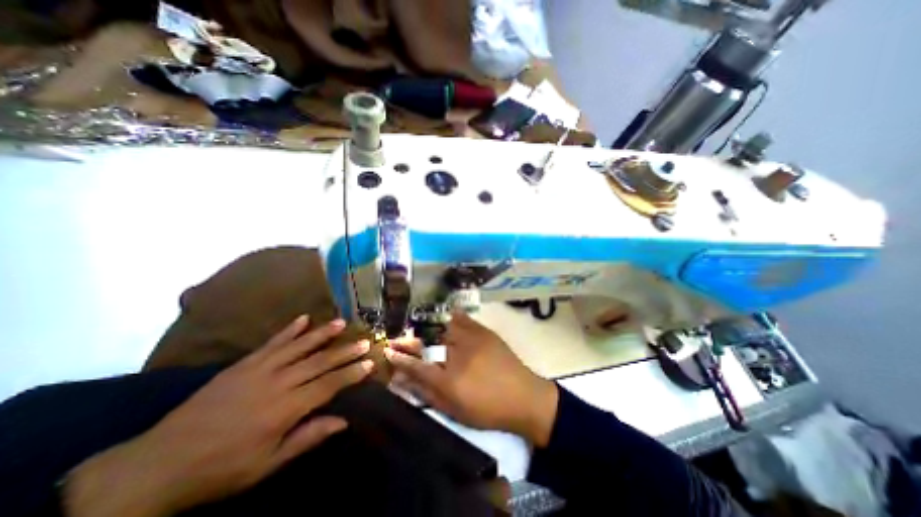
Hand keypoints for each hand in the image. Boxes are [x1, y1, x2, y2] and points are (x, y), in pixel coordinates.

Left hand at [62, 316, 374, 516]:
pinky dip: (288, 330)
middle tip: (365, 340)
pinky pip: (271, 343)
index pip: (328, 385)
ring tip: (341, 322)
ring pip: (299, 346)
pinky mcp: (243, 364)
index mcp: (285, 409)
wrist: (157, 465)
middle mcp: (277, 383)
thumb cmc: (219, 470)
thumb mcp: (266, 465)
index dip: (351, 373)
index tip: (369, 363)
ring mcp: (259, 369)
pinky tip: (303, 318)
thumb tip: (343, 421)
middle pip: (319, 362)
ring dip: (322, 334)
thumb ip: (307, 438)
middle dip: (345, 351)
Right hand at [384, 310, 557, 447]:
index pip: (416, 366)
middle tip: (402, 337)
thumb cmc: (487, 409)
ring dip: (429, 326)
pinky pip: (464, 318)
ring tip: (421, 326)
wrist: (524, 397)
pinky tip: (447, 315)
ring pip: (443, 326)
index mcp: (449, 380)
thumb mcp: (454, 409)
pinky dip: (452, 315)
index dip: (399, 358)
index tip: (388, 350)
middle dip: (410, 339)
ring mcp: (472, 340)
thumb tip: (404, 381)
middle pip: (427, 342)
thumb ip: (427, 393)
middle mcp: (458, 355)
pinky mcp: (484, 332)